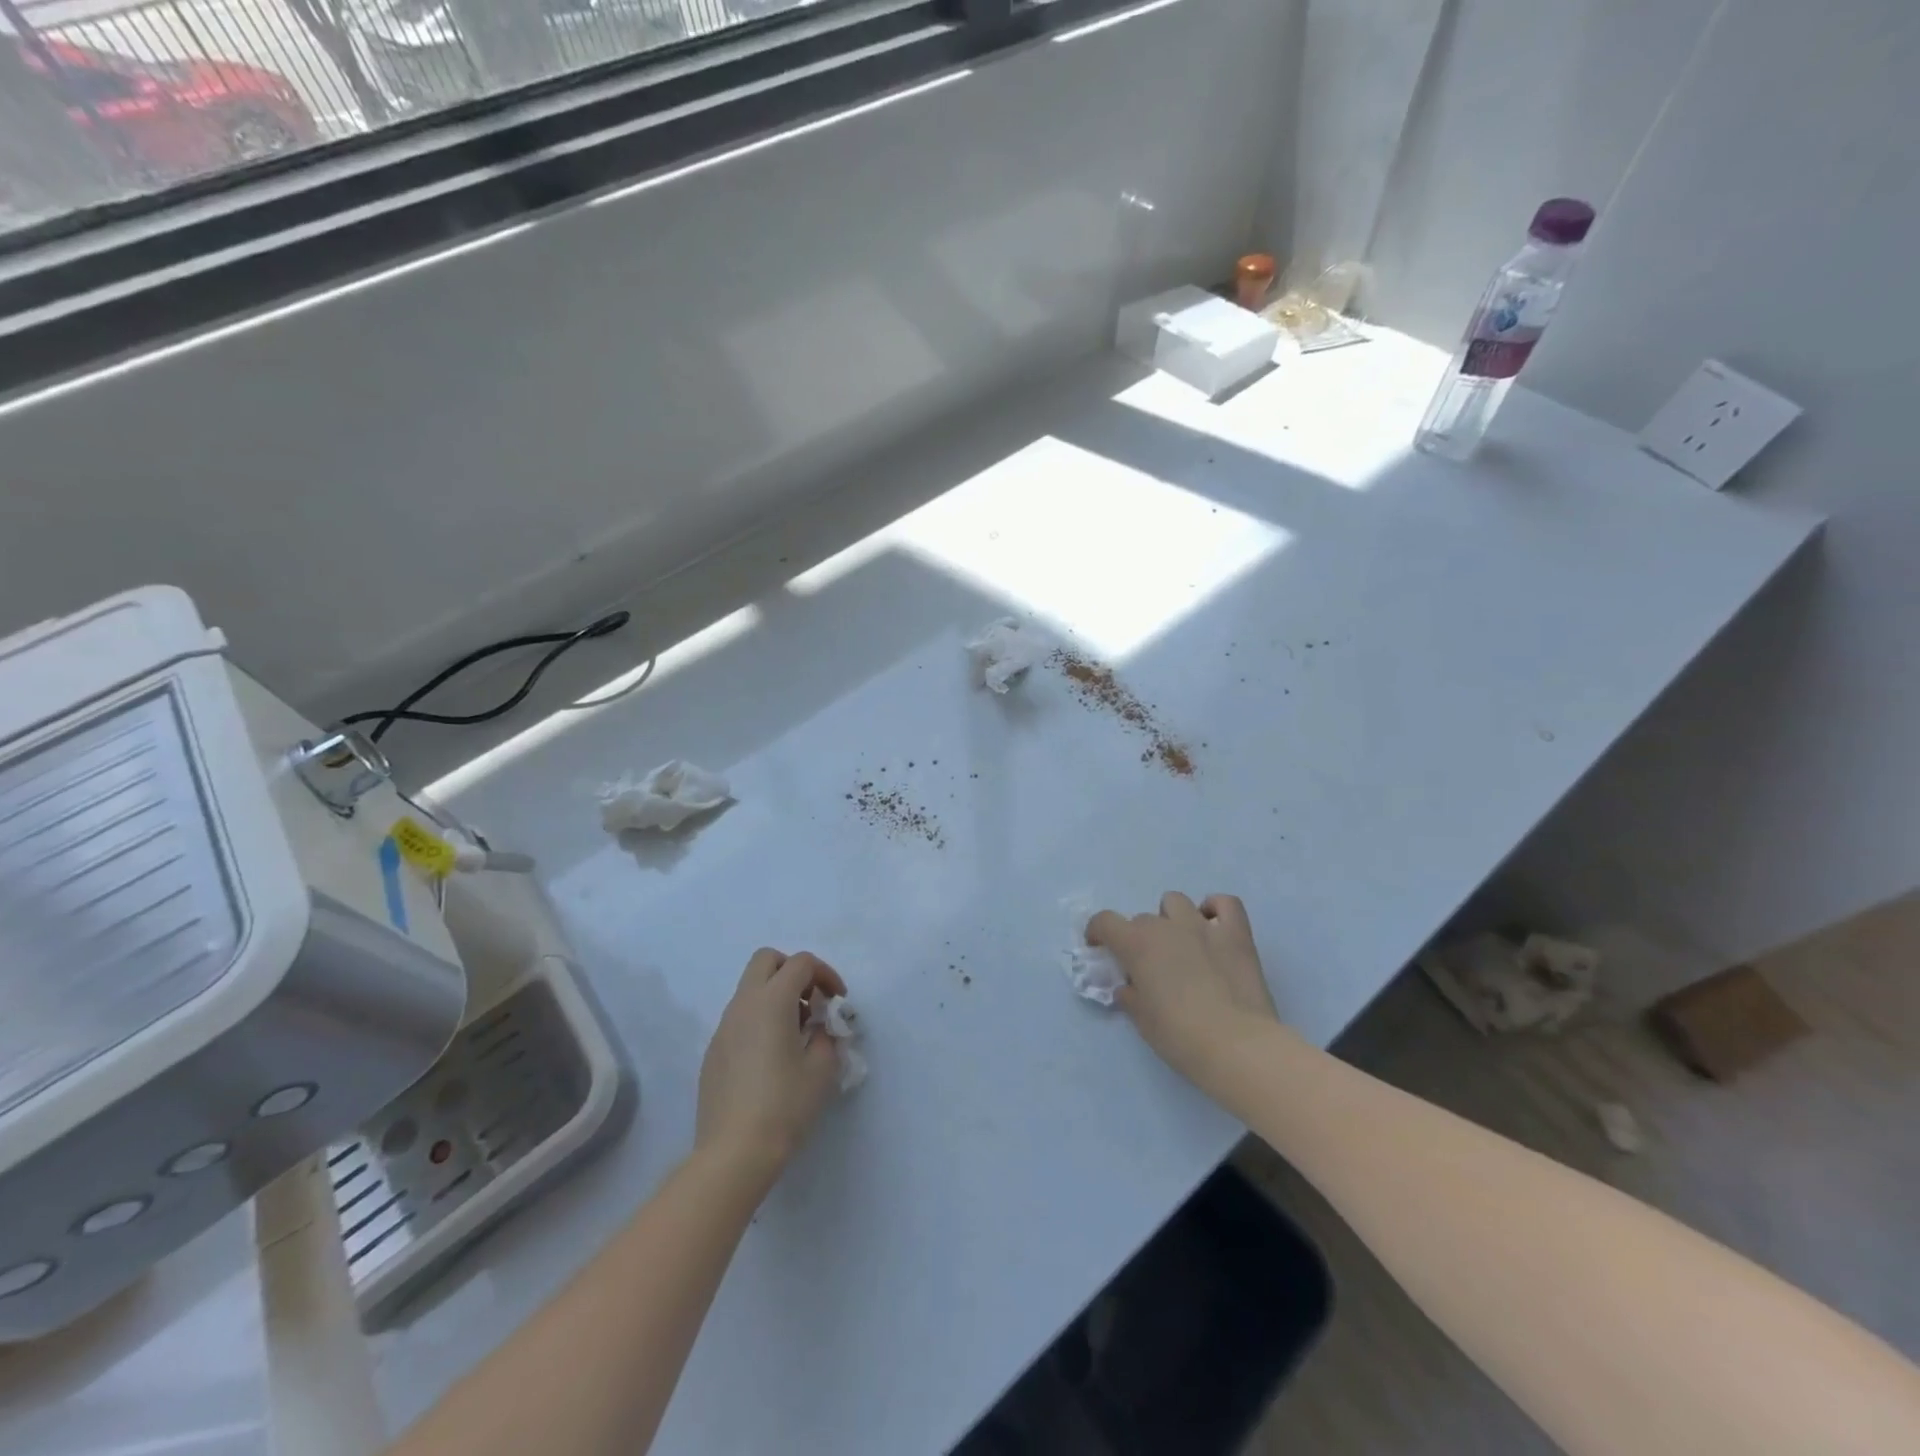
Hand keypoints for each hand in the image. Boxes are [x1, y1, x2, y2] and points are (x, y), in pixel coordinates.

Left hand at [695, 949, 847, 1187]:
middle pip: (766, 961)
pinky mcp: (713, 1052)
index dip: (825, 974)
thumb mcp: (822, 1068)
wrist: (733, 1154)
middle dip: (793, 971)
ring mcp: (723, 1028)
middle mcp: (743, 1005)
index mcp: (771, 1001)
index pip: (801, 963)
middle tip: (812, 1002)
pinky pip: (740, 1018)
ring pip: (750, 989)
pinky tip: (772, 1058)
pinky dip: (760, 1020)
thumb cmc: (784, 1105)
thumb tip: (819, 1029)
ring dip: (776, 996)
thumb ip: (827, 1036)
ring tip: (797, 1034)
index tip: (838, 1002)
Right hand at [1088, 893, 1278, 1089]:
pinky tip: (1214, 927)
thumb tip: (1129, 987)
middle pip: (1142, 919)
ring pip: (1176, 902)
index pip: (1105, 921)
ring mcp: (1203, 926)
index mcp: (1137, 944)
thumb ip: (1130, 995)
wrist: (1237, 1046)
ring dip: (1171, 919)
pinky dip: (1215, 909)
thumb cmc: (1180, 1036)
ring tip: (1180, 944)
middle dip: (1140, 938)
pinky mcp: (1236, 934)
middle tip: (1150, 967)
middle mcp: (1166, 926)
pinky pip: (1225, 903)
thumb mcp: (1142, 1020)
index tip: (1100, 948)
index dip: (1098, 932)